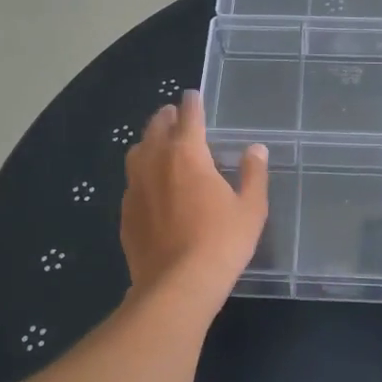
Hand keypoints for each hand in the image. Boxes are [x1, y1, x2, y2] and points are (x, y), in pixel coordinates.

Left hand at [121, 90, 268, 313]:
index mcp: (188, 153)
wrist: (176, 286)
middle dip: (167, 117)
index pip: (189, 116)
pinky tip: (150, 186)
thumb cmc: (221, 242)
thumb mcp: (251, 208)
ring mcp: (135, 186)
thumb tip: (255, 149)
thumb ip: (253, 174)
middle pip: (157, 127)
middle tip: (176, 115)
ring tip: (159, 144)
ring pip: (137, 151)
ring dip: (149, 141)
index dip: (193, 102)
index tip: (194, 95)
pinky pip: (132, 180)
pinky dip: (141, 173)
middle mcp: (156, 161)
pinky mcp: (125, 211)